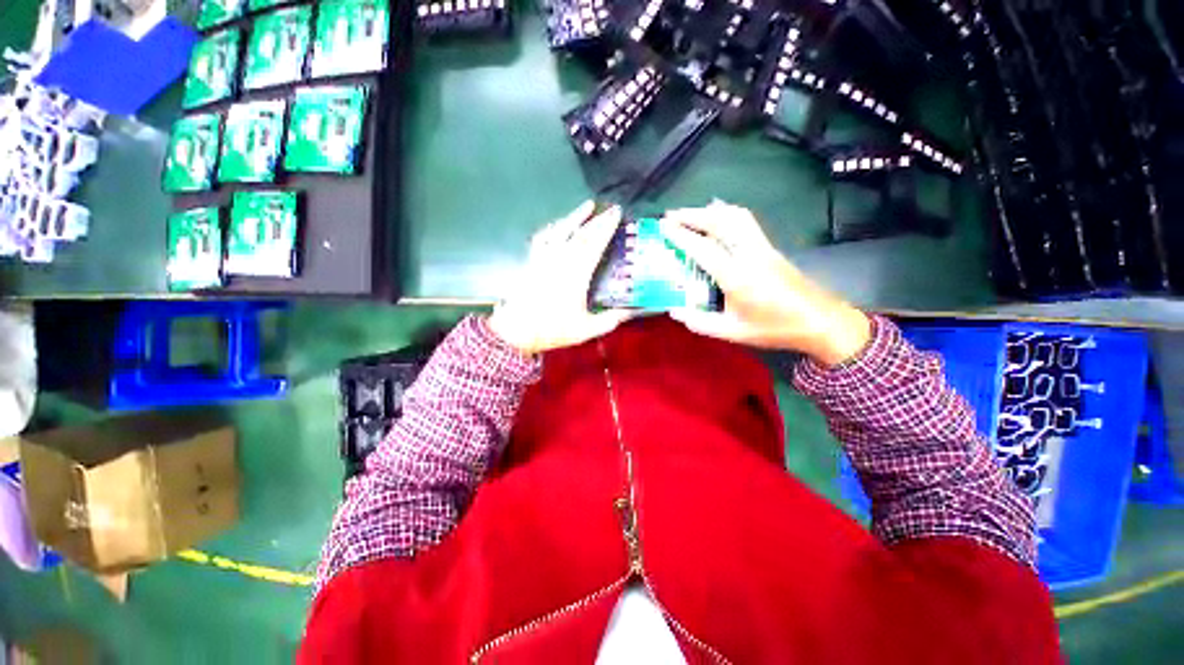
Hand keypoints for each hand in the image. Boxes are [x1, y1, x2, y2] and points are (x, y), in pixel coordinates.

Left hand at [487, 201, 632, 355]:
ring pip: (561, 230)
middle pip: (581, 234)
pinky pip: (543, 237)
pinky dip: (553, 228)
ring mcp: (544, 258)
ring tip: (587, 206)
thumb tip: (631, 312)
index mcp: (576, 274)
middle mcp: (561, 260)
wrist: (516, 330)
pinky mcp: (533, 261)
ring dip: (575, 216)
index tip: (617, 214)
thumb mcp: (586, 330)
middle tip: (611, 208)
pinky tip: (559, 224)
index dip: (606, 227)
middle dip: (598, 220)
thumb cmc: (552, 329)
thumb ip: (610, 320)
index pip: (594, 244)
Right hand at [661, 201, 871, 366]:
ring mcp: (762, 247)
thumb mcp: (732, 332)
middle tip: (671, 216)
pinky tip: (717, 219)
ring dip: (710, 211)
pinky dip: (726, 214)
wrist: (820, 321)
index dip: (681, 235)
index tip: (663, 226)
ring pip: (736, 216)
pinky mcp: (770, 247)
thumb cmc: (774, 328)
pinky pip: (745, 222)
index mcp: (737, 277)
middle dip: (693, 215)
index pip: (704, 248)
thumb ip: (700, 322)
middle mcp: (750, 255)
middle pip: (721, 222)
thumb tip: (675, 311)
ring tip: (690, 215)